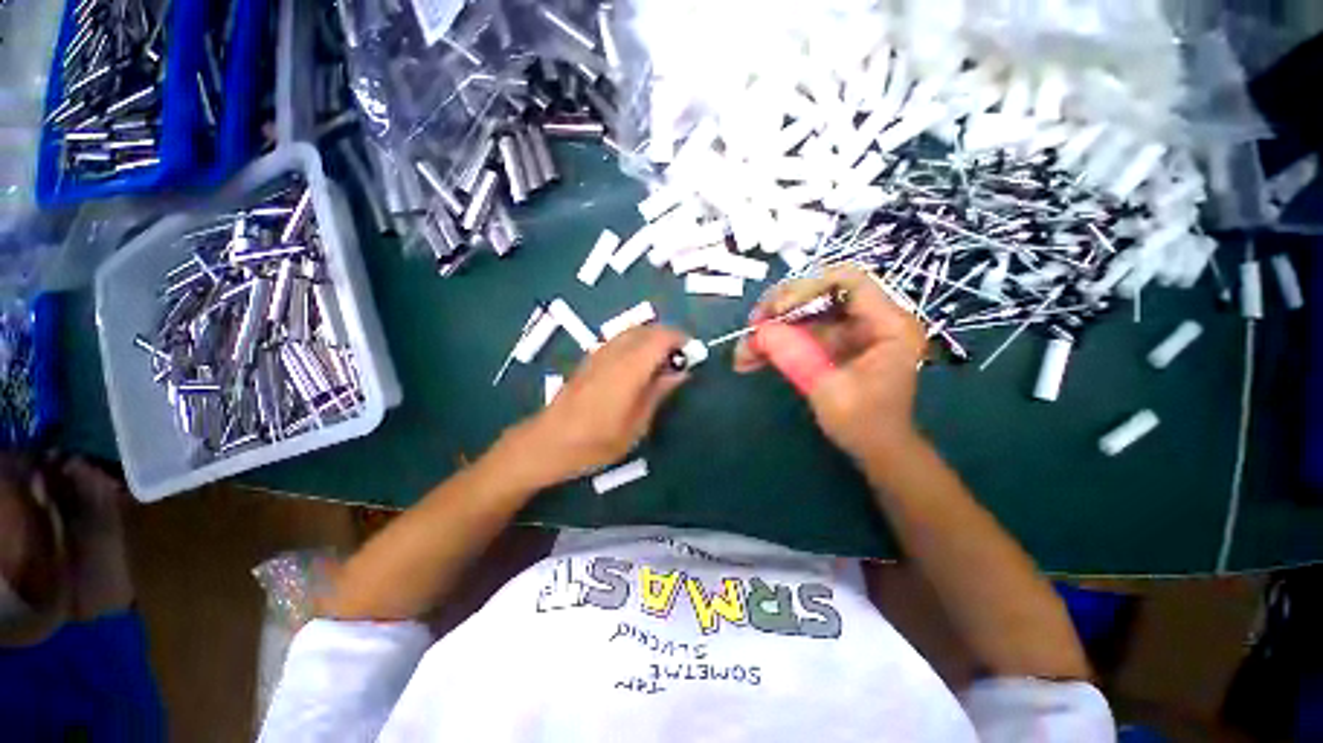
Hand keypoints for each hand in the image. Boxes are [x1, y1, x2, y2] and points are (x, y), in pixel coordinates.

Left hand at [499, 324, 690, 486]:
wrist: (549, 442)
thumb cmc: (597, 441)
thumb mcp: (637, 425)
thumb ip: (659, 392)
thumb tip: (680, 371)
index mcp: (629, 368)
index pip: (661, 337)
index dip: (680, 339)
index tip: (693, 353)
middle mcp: (614, 352)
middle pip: (647, 329)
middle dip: (668, 337)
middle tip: (680, 359)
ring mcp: (599, 353)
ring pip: (632, 331)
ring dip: (652, 339)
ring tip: (661, 363)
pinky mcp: (590, 358)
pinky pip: (620, 339)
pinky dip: (636, 343)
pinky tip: (637, 366)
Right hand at [734, 266, 926, 459]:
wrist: (877, 450)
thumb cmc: (865, 425)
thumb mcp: (829, 390)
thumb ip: (795, 356)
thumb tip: (759, 331)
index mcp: (888, 324)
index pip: (848, 281)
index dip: (808, 288)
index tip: (776, 311)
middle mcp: (871, 318)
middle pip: (820, 291)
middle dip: (780, 307)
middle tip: (752, 326)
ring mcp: (851, 330)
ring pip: (804, 312)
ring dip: (771, 327)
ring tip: (744, 350)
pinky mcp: (835, 342)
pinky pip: (801, 331)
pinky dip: (775, 342)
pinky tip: (751, 358)